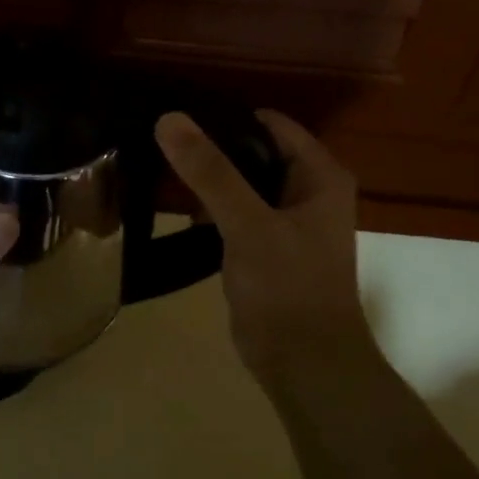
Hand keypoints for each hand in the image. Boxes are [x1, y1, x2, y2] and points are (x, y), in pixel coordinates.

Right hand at [154, 110, 372, 380]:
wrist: (302, 361)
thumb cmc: (287, 287)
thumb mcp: (247, 224)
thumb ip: (210, 172)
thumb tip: (170, 119)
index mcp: (319, 176)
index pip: (271, 125)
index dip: (226, 117)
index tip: (177, 118)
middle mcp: (306, 193)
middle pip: (253, 153)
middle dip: (211, 149)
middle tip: (159, 143)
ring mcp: (285, 223)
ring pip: (240, 186)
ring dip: (207, 181)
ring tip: (159, 168)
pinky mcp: (263, 250)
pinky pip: (234, 216)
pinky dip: (210, 211)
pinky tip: (178, 210)